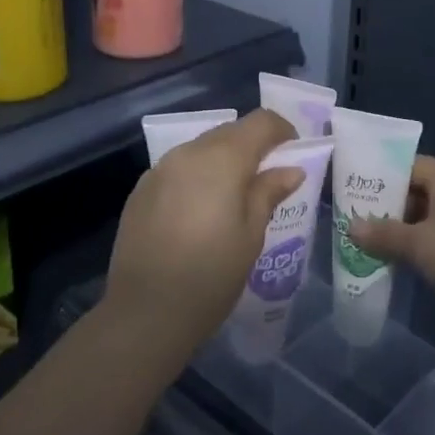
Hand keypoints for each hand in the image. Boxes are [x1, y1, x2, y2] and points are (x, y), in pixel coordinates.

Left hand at [105, 109, 302, 364]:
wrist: (145, 312)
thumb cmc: (211, 275)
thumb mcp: (251, 235)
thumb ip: (269, 192)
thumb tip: (291, 169)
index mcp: (222, 159)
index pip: (260, 121)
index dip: (283, 131)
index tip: (294, 153)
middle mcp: (188, 152)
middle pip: (229, 131)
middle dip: (253, 146)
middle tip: (268, 178)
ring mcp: (159, 169)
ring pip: (201, 148)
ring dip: (223, 160)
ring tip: (234, 197)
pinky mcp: (141, 189)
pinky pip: (178, 168)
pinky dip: (197, 177)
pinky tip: (200, 212)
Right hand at [347, 156, 434, 330]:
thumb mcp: (416, 244)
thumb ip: (382, 233)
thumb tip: (351, 227)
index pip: (412, 165)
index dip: (384, 175)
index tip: (359, 189)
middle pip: (420, 188)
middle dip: (391, 204)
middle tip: (361, 216)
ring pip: (431, 213)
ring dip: (405, 226)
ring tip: (374, 239)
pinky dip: (422, 240)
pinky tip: (402, 257)